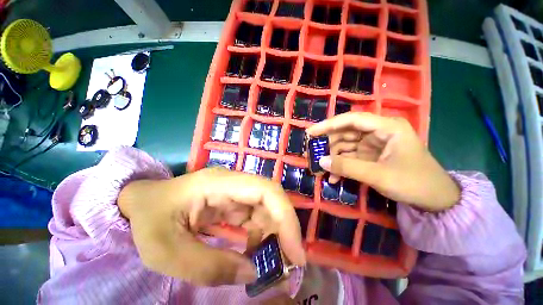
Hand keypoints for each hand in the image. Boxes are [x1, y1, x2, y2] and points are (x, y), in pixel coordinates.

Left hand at [118, 167, 305, 285]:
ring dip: (274, 234)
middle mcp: (233, 182)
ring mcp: (234, 191)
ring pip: (266, 208)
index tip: (295, 252)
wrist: (140, 204)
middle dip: (284, 229)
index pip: (265, 190)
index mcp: (219, 183)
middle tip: (289, 264)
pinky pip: (256, 216)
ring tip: (272, 264)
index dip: (285, 216)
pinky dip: (262, 235)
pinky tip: (255, 254)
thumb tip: (253, 272)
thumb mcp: (166, 251)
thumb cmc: (148, 220)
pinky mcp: (233, 202)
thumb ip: (209, 267)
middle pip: (270, 198)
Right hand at [306, 112, 459, 211]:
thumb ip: (347, 167)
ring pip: (345, 146)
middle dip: (328, 145)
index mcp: (386, 127)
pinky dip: (342, 166)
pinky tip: (335, 178)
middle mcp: (378, 132)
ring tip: (322, 171)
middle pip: (346, 133)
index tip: (311, 133)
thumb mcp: (378, 175)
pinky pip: (350, 157)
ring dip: (333, 158)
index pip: (351, 120)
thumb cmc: (414, 183)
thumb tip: (321, 162)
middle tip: (313, 156)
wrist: (435, 200)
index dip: (328, 125)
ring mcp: (374, 144)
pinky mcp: (371, 156)